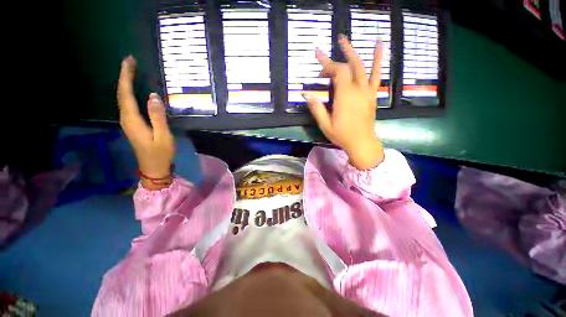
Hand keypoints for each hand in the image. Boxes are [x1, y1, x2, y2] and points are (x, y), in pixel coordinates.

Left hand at [118, 56, 174, 189]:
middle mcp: (126, 119)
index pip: (125, 94)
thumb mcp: (163, 135)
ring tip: (131, 71)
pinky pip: (128, 105)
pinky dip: (129, 93)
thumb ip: (158, 116)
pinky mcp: (132, 125)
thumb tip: (152, 96)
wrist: (153, 168)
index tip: (129, 61)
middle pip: (121, 94)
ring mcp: (128, 122)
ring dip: (125, 83)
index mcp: (132, 120)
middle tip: (130, 61)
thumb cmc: (160, 153)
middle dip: (124, 76)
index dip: (126, 76)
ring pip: (123, 98)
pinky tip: (134, 90)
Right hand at [303, 35, 383, 169]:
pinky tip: (379, 45)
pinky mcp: (372, 94)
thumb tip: (305, 94)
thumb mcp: (325, 124)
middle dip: (339, 55)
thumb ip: (316, 108)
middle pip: (349, 65)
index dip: (328, 68)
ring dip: (354, 51)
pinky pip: (377, 74)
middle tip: (331, 44)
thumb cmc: (342, 135)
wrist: (361, 142)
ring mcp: (367, 91)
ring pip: (362, 66)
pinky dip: (378, 59)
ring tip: (347, 39)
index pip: (338, 72)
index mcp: (345, 96)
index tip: (320, 75)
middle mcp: (357, 89)